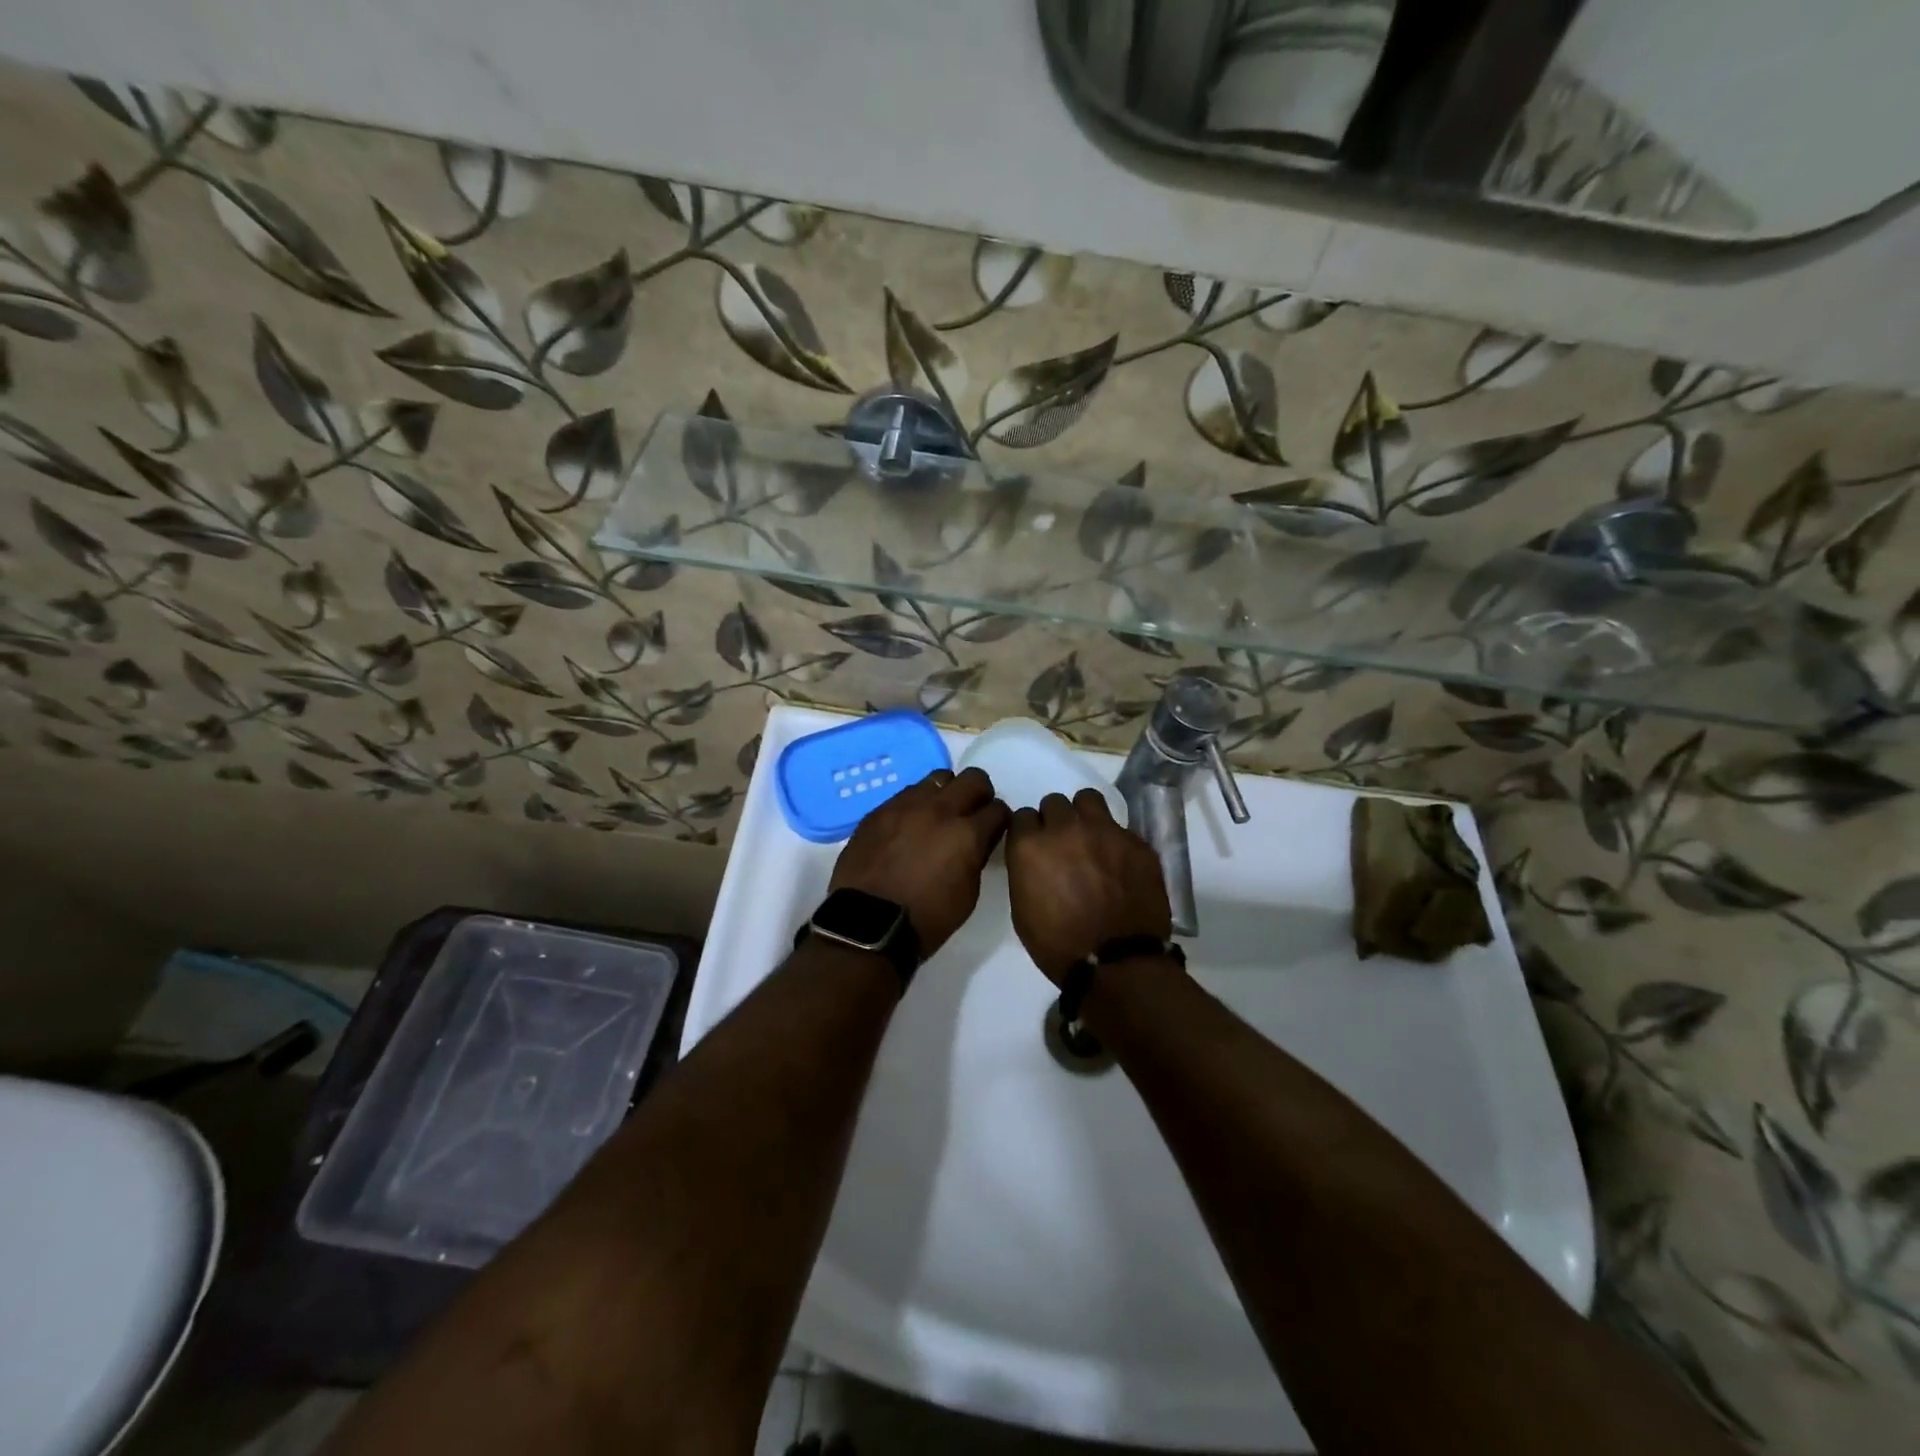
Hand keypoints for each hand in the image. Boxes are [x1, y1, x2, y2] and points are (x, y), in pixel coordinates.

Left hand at [829, 767, 1010, 957]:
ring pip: (938, 779)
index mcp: (966, 834)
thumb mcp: (968, 895)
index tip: (993, 830)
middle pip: (973, 778)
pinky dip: (916, 806)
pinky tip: (909, 827)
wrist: (866, 925)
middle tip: (972, 814)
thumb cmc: (926, 920)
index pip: (998, 810)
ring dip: (946, 794)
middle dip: (979, 794)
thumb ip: (976, 857)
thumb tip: (977, 841)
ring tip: (938, 817)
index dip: (999, 820)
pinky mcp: (880, 810)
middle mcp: (939, 810)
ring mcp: (905, 805)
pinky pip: (906, 795)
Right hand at [1005, 789, 1171, 985]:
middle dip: (1055, 821)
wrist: (1117, 962)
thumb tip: (1035, 860)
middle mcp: (1065, 828)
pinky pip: (1120, 827)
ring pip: (1088, 799)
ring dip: (1084, 815)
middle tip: (1064, 845)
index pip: (1022, 816)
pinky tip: (1120, 864)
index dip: (1029, 832)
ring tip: (1091, 839)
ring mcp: (1104, 831)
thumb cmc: (1058, 945)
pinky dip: (1115, 840)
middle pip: (1054, 803)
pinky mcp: (1136, 841)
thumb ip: (1025, 872)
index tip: (1035, 847)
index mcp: (1030, 846)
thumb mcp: (1022, 910)